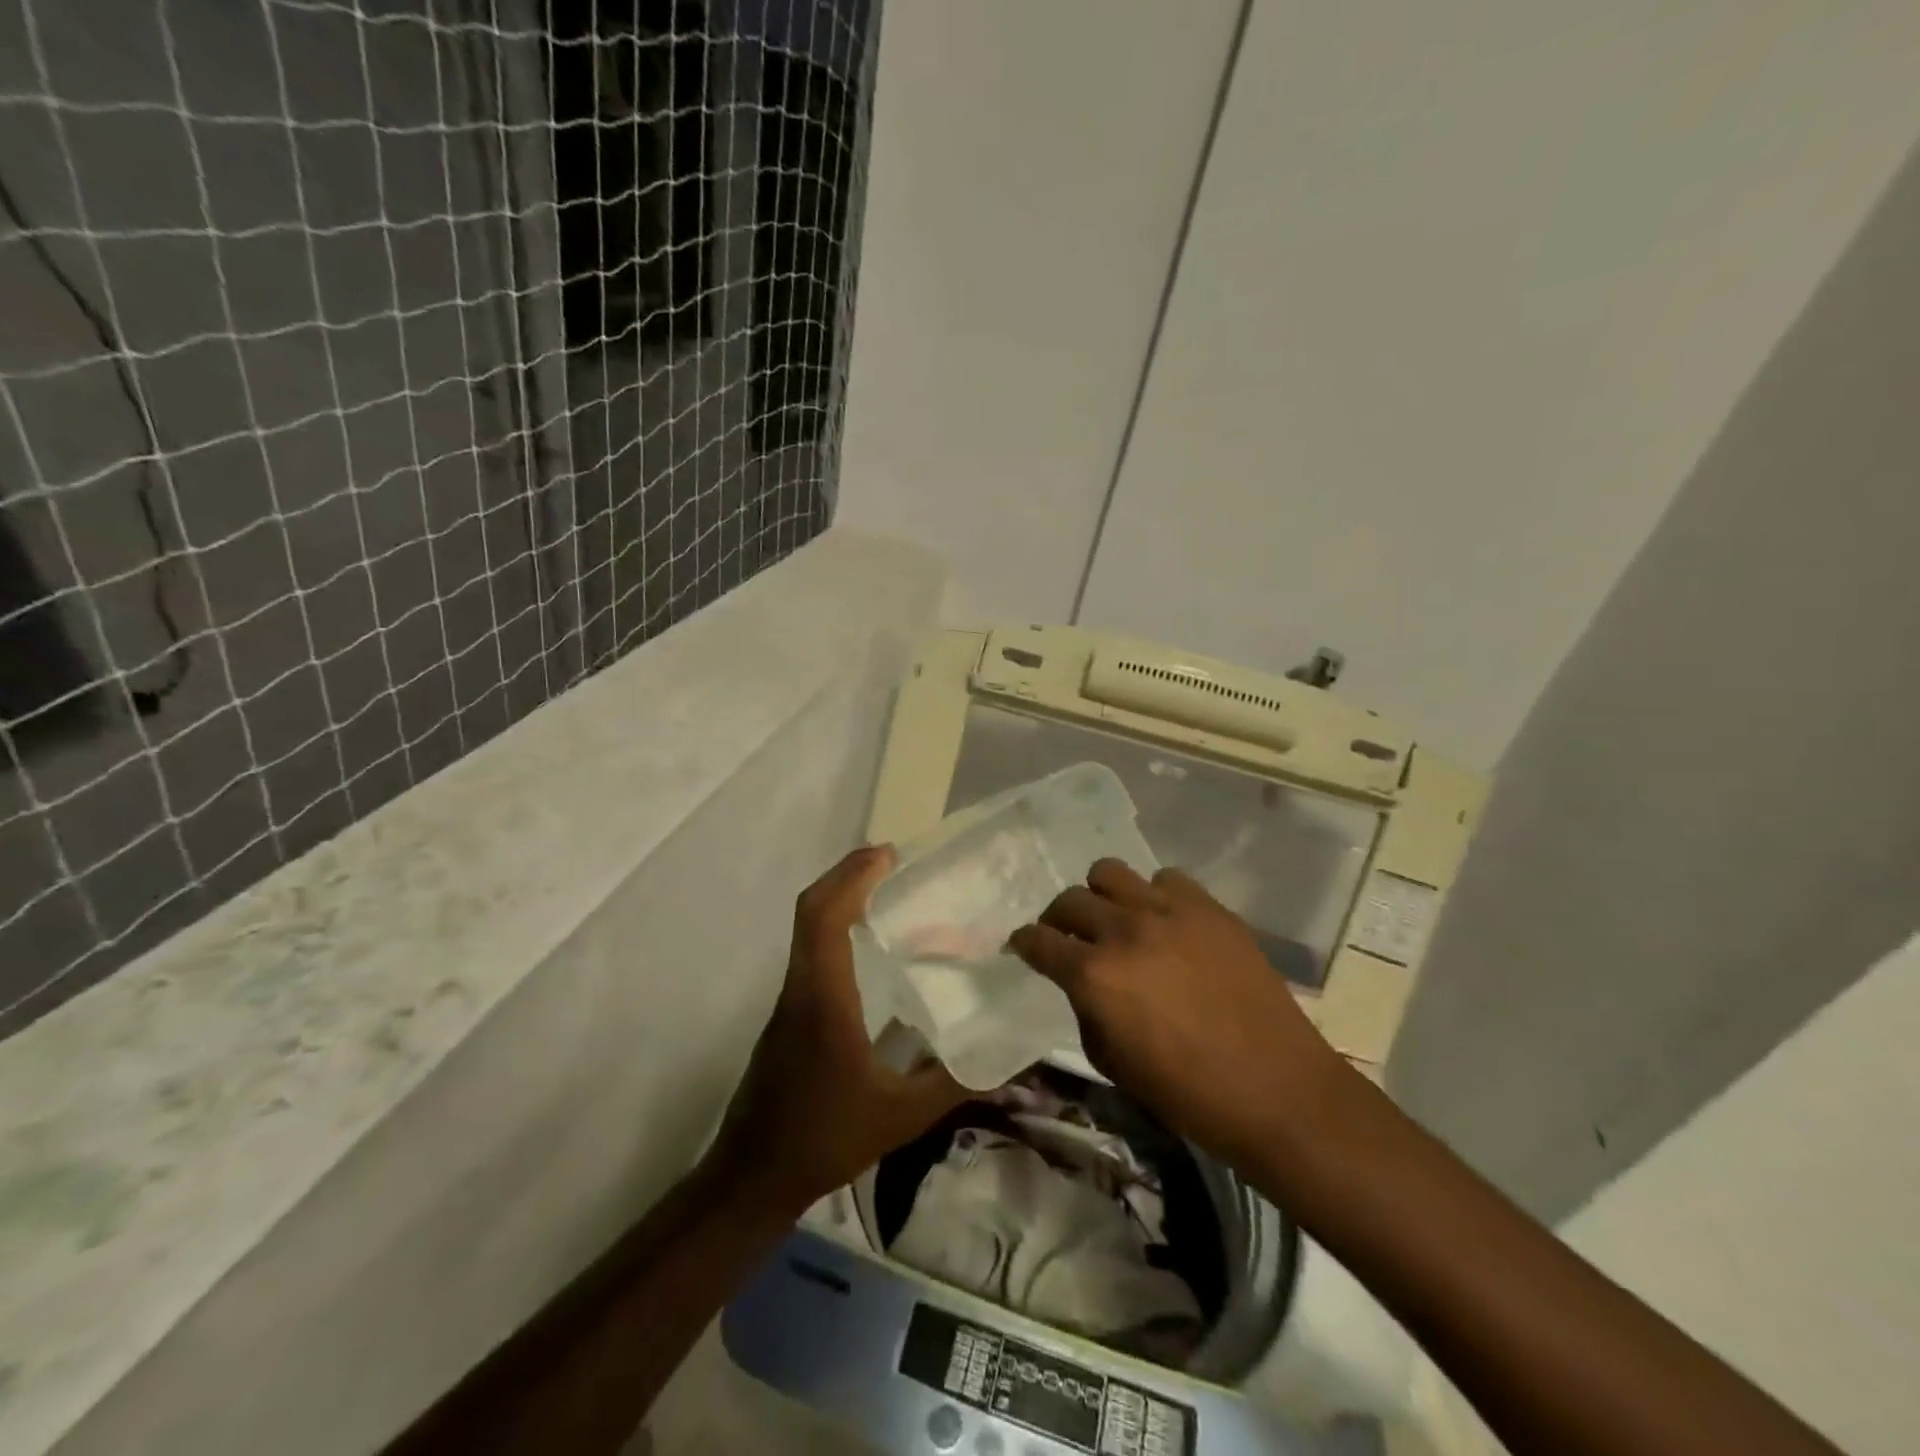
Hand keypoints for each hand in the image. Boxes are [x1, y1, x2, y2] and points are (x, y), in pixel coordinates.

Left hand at [711, 845, 966, 1212]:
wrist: (752, 1176)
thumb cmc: (823, 1138)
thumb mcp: (900, 1117)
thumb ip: (953, 1084)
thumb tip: (1005, 1059)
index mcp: (824, 999)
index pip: (825, 918)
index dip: (853, 877)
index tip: (888, 855)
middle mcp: (801, 987)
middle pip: (812, 910)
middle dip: (847, 875)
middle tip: (891, 861)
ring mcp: (790, 1000)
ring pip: (807, 929)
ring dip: (840, 899)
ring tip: (886, 892)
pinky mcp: (789, 1014)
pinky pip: (810, 951)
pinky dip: (836, 927)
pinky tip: (869, 947)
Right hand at [1010, 859, 1349, 1168]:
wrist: (1277, 1089)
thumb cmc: (1188, 1093)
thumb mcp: (1112, 1063)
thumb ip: (1086, 1010)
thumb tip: (1084, 983)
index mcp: (1094, 974)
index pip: (1038, 941)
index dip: (1023, 943)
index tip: (1023, 946)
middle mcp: (1124, 930)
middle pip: (1069, 899)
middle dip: (1058, 919)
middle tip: (1069, 938)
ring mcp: (1169, 911)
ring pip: (1110, 872)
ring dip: (1102, 896)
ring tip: (1116, 920)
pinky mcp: (1209, 907)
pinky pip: (1166, 879)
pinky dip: (1154, 896)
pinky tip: (1166, 923)